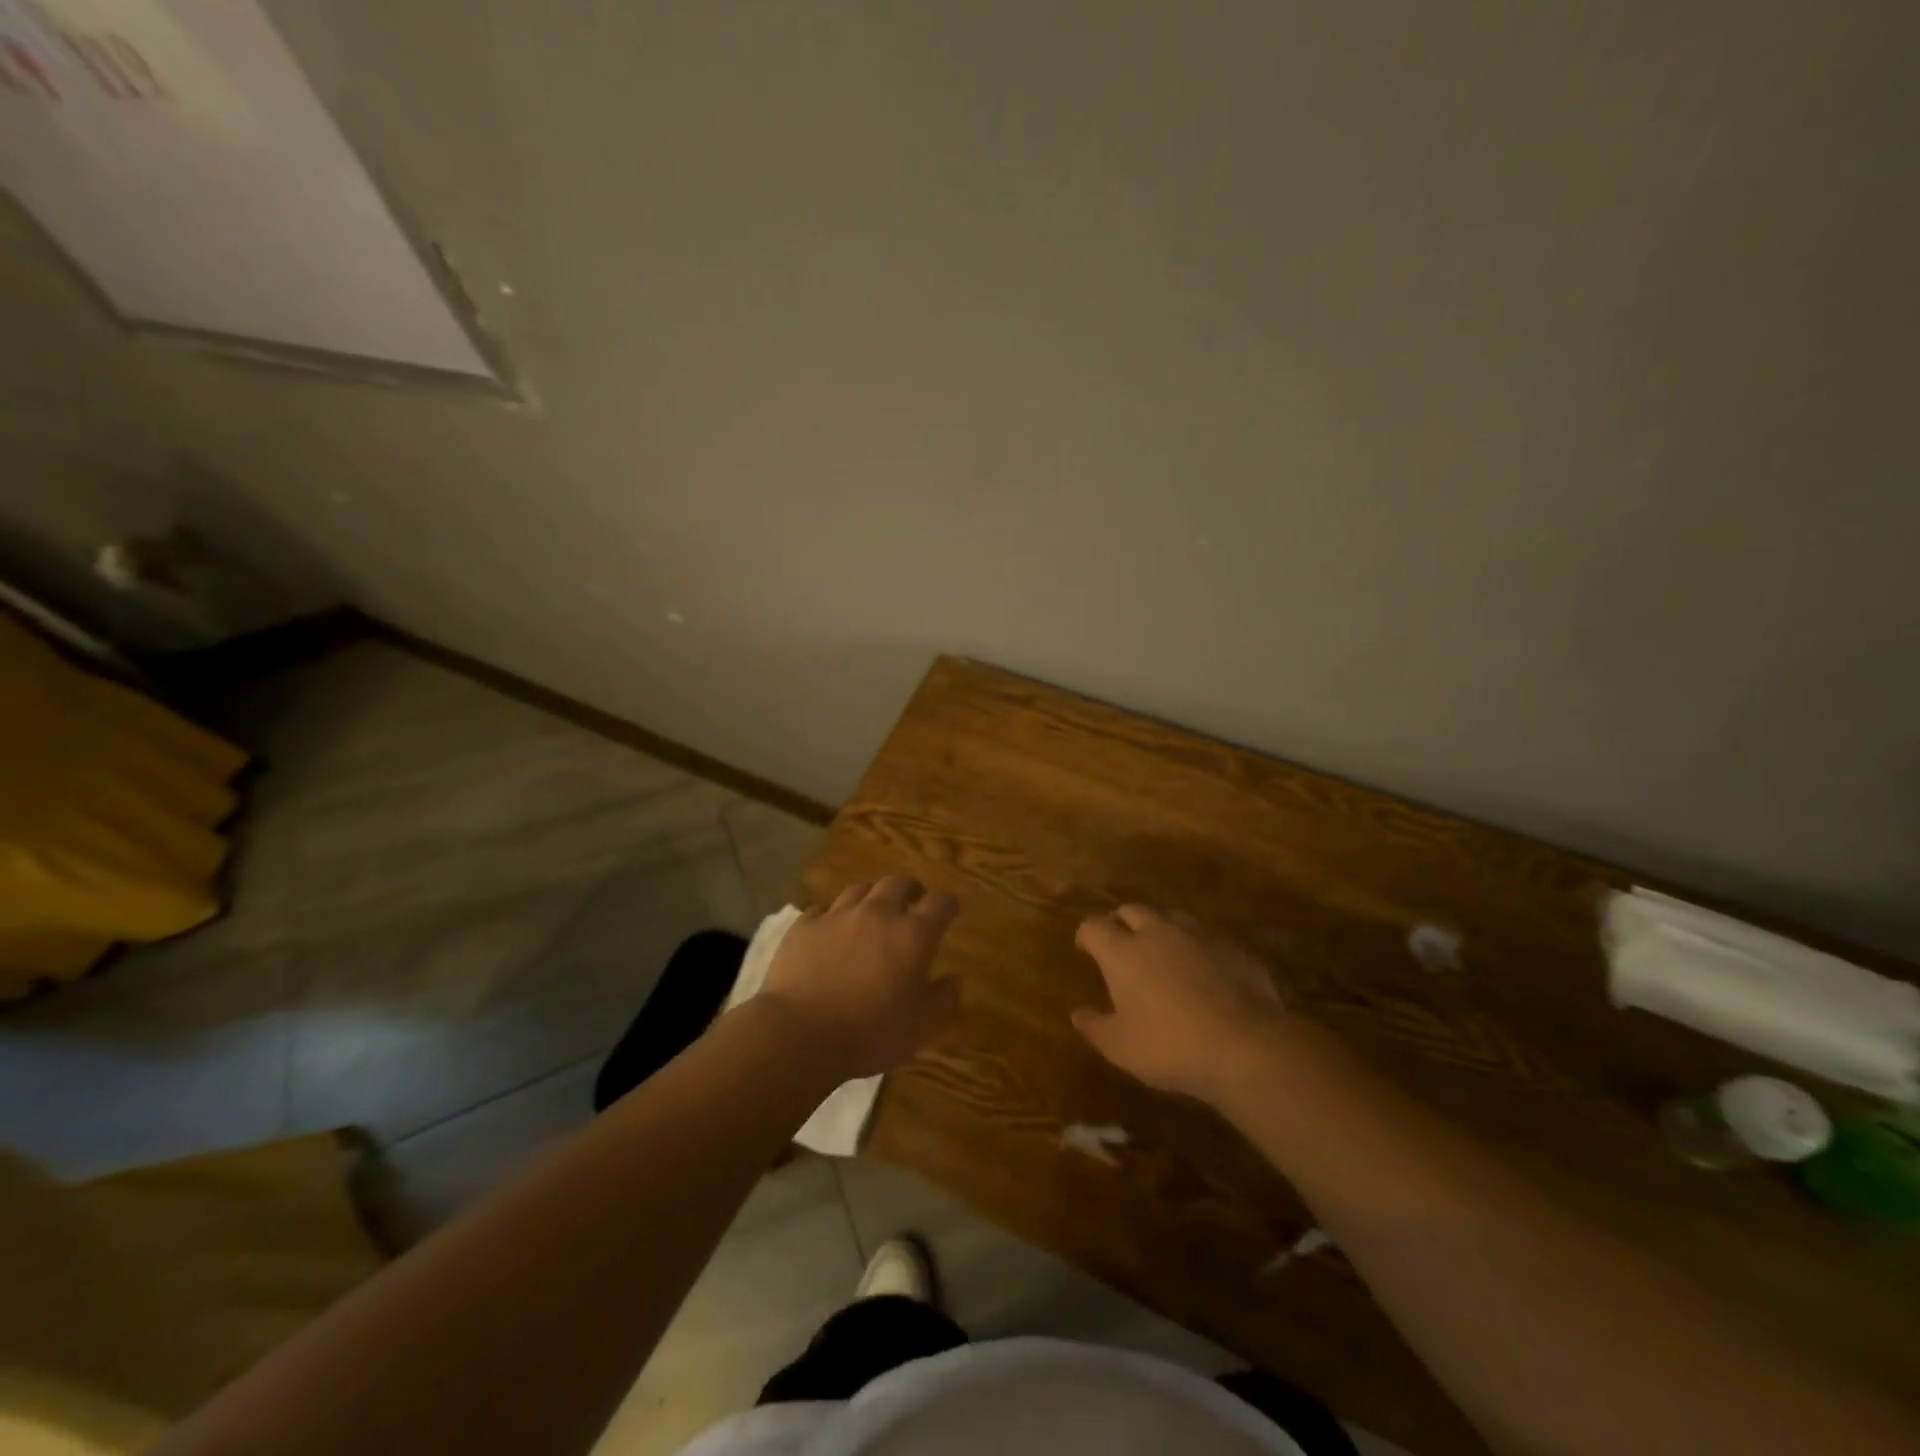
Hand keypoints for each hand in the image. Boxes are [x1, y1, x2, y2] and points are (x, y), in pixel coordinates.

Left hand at [762, 876, 961, 1076]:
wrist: (798, 1034)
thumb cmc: (869, 1032)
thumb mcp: (922, 1027)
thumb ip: (944, 999)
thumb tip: (954, 979)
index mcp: (912, 934)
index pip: (940, 903)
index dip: (948, 905)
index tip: (951, 911)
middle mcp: (877, 913)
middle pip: (898, 883)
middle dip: (910, 889)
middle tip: (913, 901)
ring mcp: (837, 915)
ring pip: (860, 890)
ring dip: (872, 897)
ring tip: (872, 911)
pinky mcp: (804, 926)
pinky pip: (823, 909)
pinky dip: (833, 915)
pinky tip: (832, 929)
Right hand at [1072, 905, 1287, 1102]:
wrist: (1246, 1046)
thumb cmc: (1170, 1046)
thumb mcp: (1120, 1047)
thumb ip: (1095, 1027)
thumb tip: (1078, 1014)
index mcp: (1123, 951)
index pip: (1094, 926)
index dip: (1087, 935)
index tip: (1085, 949)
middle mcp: (1158, 932)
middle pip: (1132, 910)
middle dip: (1121, 922)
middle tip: (1121, 944)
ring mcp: (1199, 936)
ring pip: (1171, 917)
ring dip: (1159, 929)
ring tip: (1161, 953)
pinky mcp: (1233, 948)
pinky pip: (1206, 939)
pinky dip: (1195, 949)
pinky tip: (1202, 973)